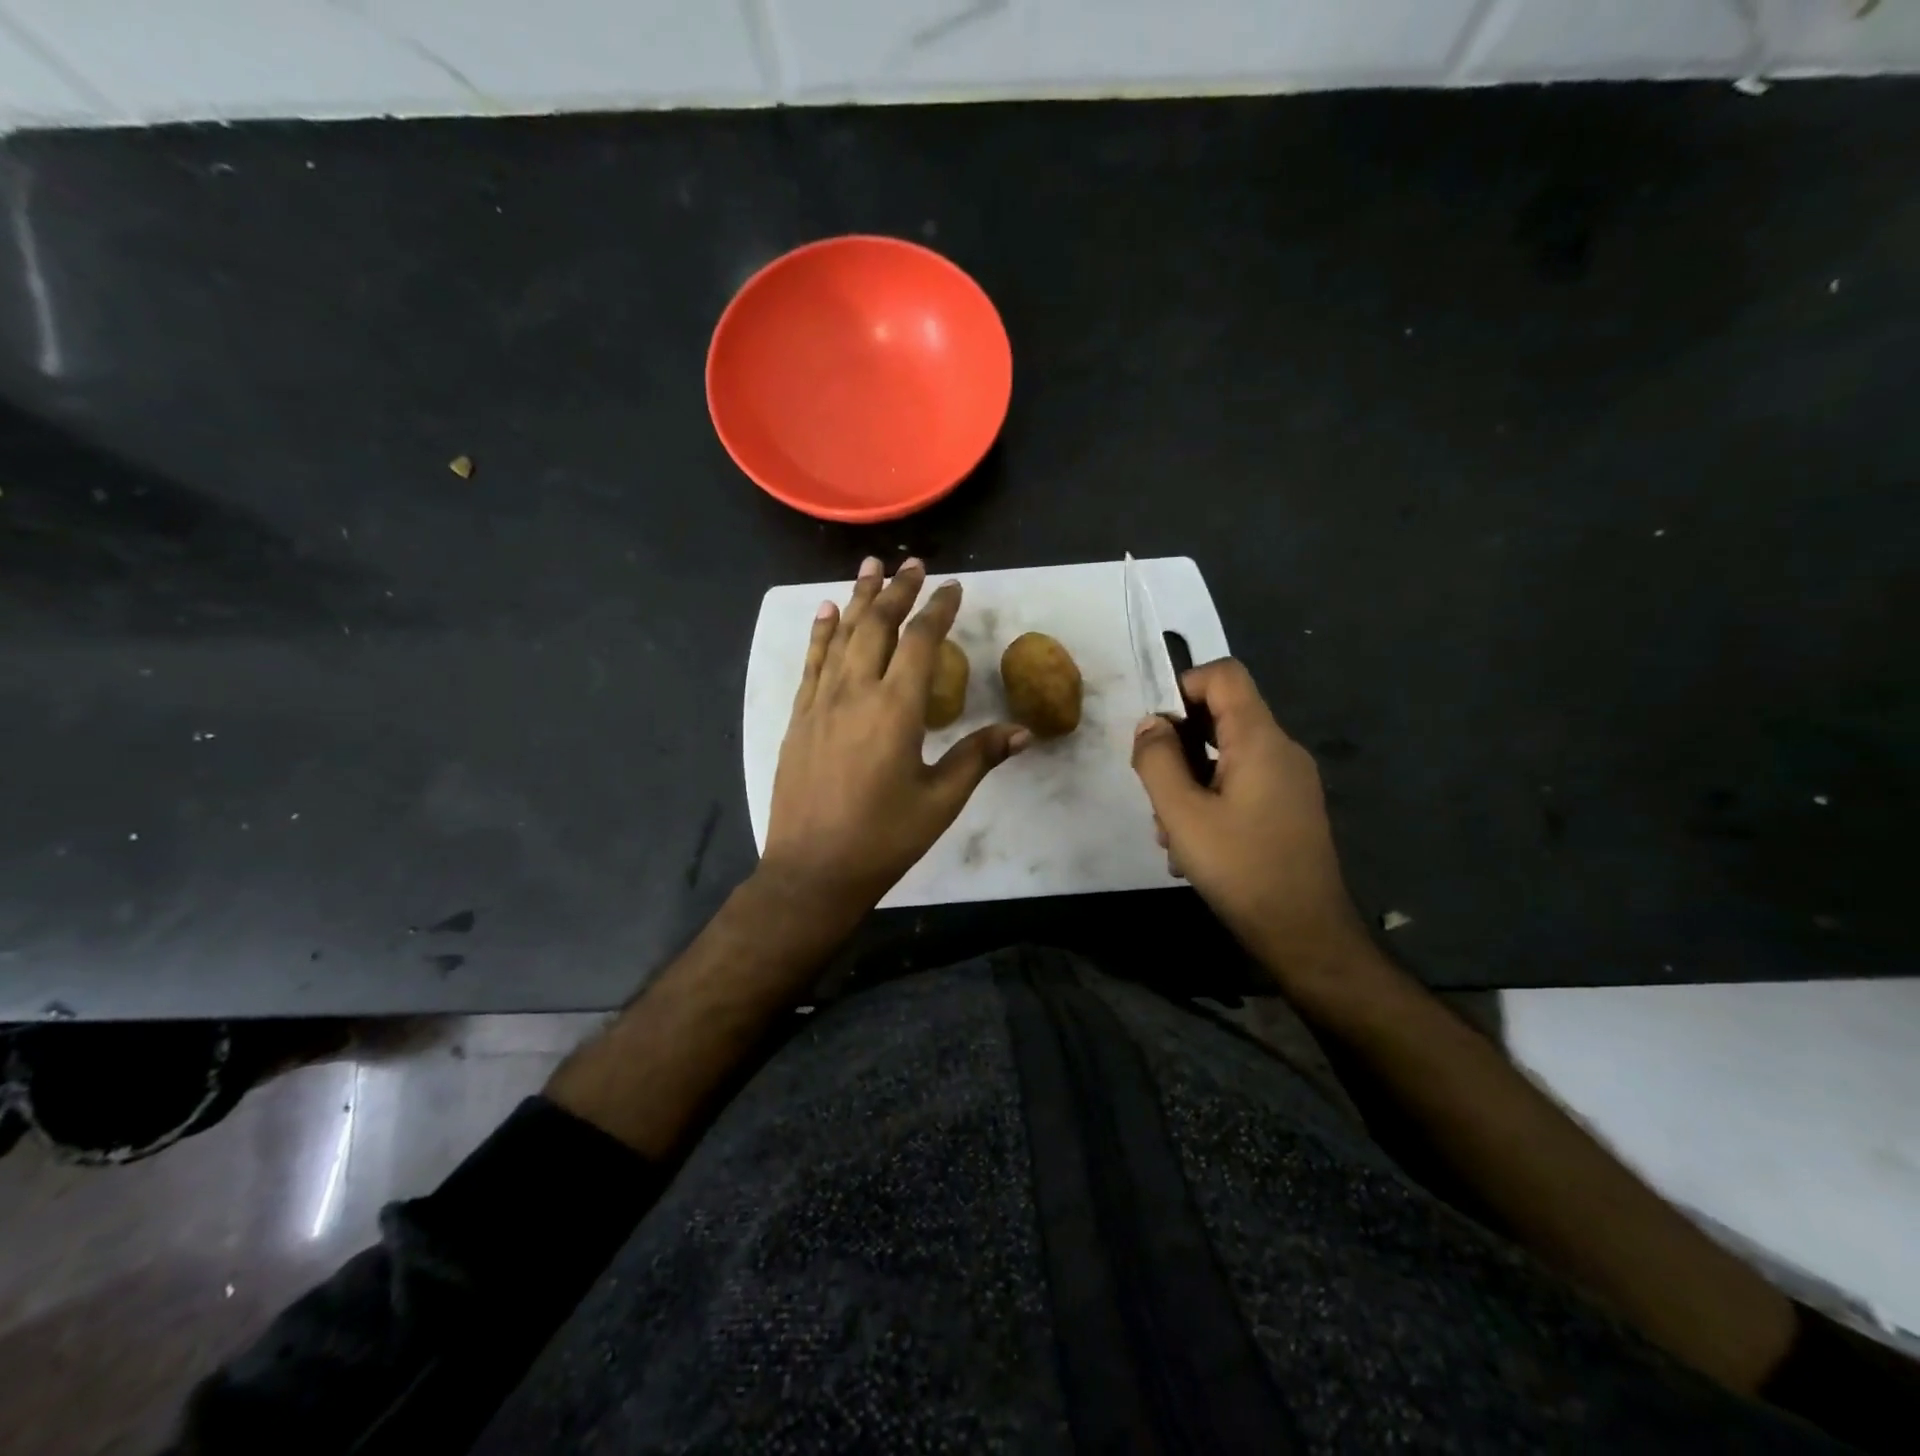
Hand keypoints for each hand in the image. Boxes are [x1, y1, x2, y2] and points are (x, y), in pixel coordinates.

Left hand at [762, 556, 1029, 922]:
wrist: (812, 870)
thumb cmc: (883, 838)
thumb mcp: (941, 800)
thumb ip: (978, 757)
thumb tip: (1023, 731)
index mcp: (896, 710)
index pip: (921, 642)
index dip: (938, 609)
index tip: (953, 587)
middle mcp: (856, 693)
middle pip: (879, 626)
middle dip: (898, 591)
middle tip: (912, 563)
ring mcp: (821, 703)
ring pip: (842, 636)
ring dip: (859, 598)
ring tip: (871, 566)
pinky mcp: (799, 718)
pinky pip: (812, 663)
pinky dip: (821, 633)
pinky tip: (826, 612)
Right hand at [1131, 659, 1372, 987]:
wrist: (1305, 934)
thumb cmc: (1241, 869)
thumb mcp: (1182, 814)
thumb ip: (1157, 760)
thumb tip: (1150, 725)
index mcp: (1260, 740)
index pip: (1224, 675)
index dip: (1183, 686)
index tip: (1156, 729)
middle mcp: (1281, 750)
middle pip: (1221, 717)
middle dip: (1178, 747)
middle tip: (1155, 793)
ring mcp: (1289, 781)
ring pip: (1226, 757)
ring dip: (1189, 783)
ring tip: (1171, 833)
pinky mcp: (1289, 809)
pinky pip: (1241, 784)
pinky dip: (1210, 801)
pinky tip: (1195, 848)